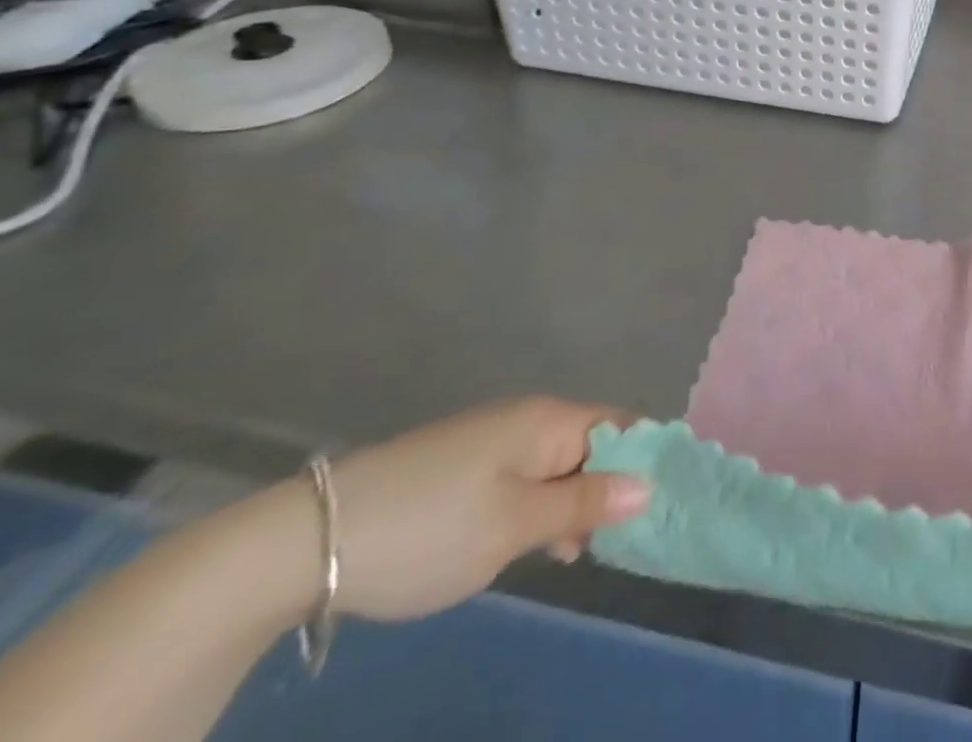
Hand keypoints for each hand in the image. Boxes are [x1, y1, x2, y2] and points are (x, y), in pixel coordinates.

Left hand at [324, 397, 650, 621]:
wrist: (308, 540)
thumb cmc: (431, 529)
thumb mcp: (514, 525)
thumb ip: (584, 502)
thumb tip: (648, 484)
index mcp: (549, 420)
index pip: (621, 426)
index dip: (646, 460)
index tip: (662, 504)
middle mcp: (527, 418)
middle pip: (591, 444)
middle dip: (608, 487)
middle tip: (614, 542)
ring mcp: (491, 439)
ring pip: (555, 464)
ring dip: (571, 502)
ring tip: (570, 553)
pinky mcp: (462, 464)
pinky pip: (522, 475)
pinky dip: (536, 505)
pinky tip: (528, 544)